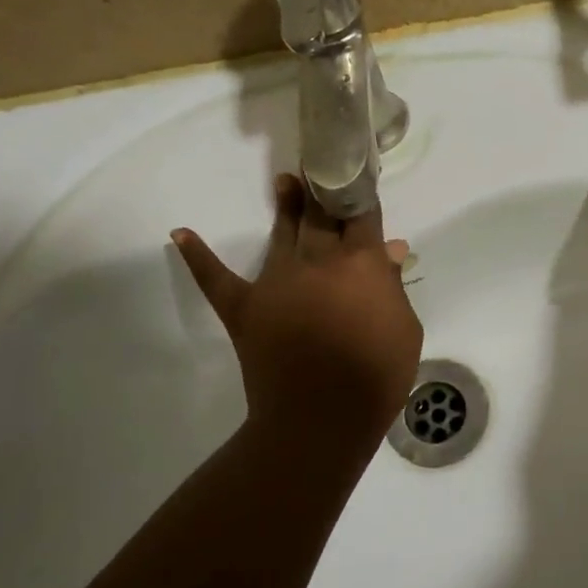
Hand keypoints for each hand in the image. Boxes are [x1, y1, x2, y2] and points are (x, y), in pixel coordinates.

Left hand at [172, 176, 422, 444]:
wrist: (321, 420)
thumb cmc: (377, 376)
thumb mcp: (406, 329)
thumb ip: (393, 286)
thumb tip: (389, 250)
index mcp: (362, 263)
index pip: (362, 217)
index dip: (360, 195)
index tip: (357, 177)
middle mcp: (319, 261)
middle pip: (322, 218)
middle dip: (324, 191)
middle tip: (320, 167)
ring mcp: (277, 281)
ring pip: (283, 235)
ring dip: (286, 207)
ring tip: (285, 182)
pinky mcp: (244, 306)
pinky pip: (217, 277)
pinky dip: (199, 257)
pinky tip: (181, 234)